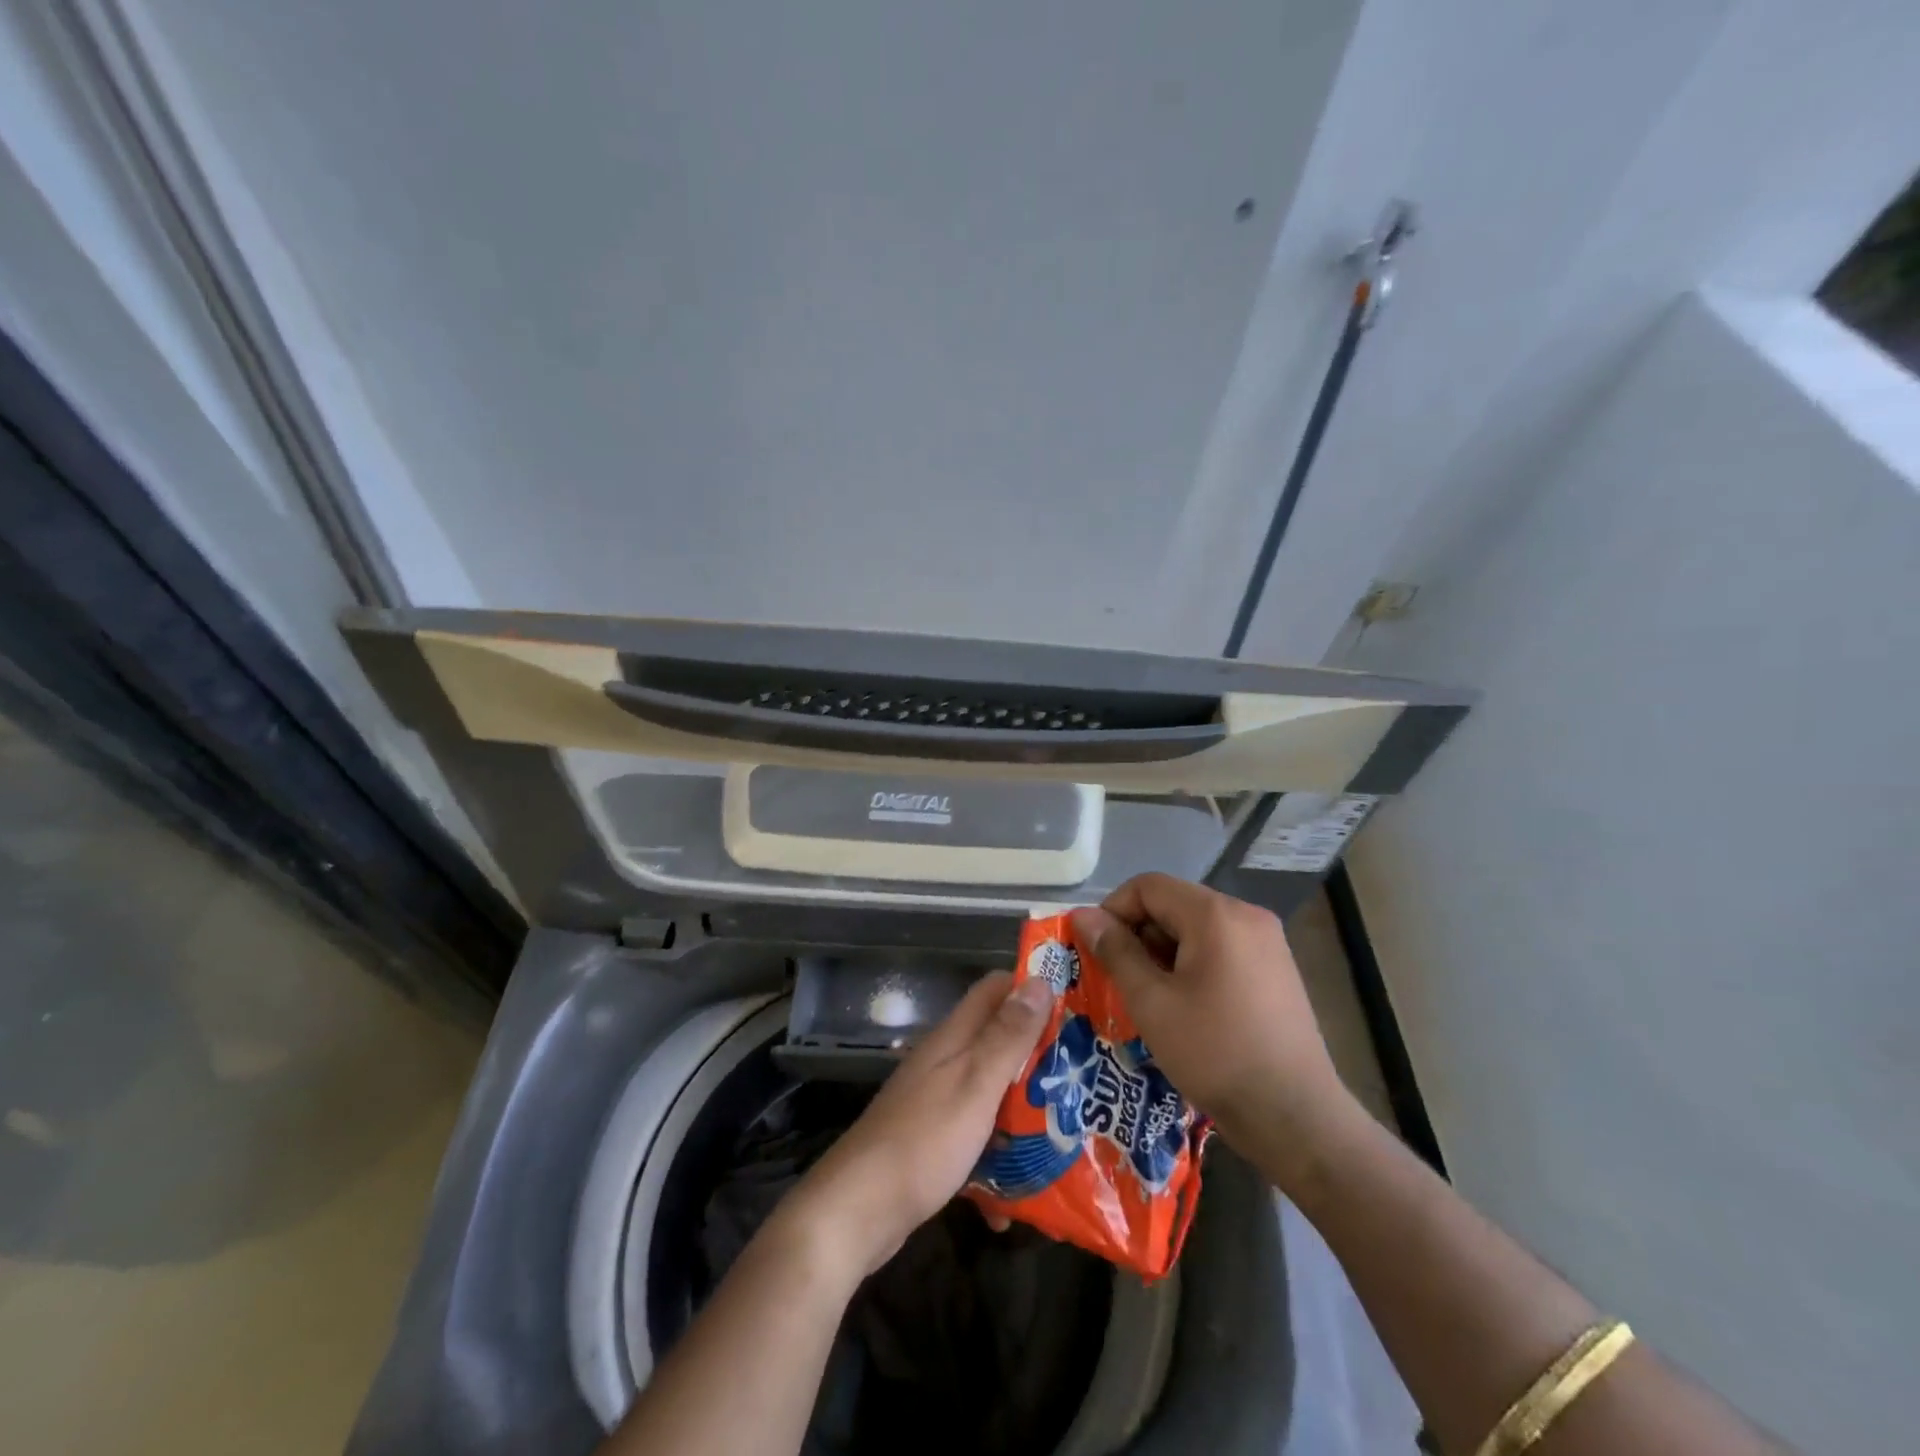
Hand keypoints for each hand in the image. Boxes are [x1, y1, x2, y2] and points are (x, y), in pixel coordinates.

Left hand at [778, 970, 1055, 1278]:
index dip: (1032, 988)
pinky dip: (997, 1159)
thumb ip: (1007, 1036)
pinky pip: (977, 1137)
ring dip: (1023, 1109)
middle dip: (1039, 1055)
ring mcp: (937, 1101)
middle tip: (1084, 1075)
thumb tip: (1040, 980)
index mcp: (954, 1037)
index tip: (1076, 1004)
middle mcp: (945, 1060)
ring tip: (1066, 1134)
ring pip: (991, 1091)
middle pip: (998, 1040)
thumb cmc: (924, 1140)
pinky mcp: (933, 1140)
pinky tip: (1015, 1198)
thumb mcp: (975, 1084)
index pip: (995, 989)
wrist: (858, 1210)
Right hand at [1070, 874, 1358, 1193]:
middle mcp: (1246, 915)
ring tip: (1149, 998)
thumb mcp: (1151, 1002)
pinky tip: (1185, 1007)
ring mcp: (1267, 942)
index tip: (1097, 952)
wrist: (1295, 1117)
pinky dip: (1192, 965)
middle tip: (1118, 979)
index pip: (1148, 886)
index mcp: (1216, 915)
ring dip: (1163, 953)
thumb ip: (1115, 951)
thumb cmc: (1214, 1054)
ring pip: (1196, 928)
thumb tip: (1083, 916)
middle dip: (1138, 935)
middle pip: (1173, 904)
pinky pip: (1221, 949)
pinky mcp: (1276, 969)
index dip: (1113, 911)